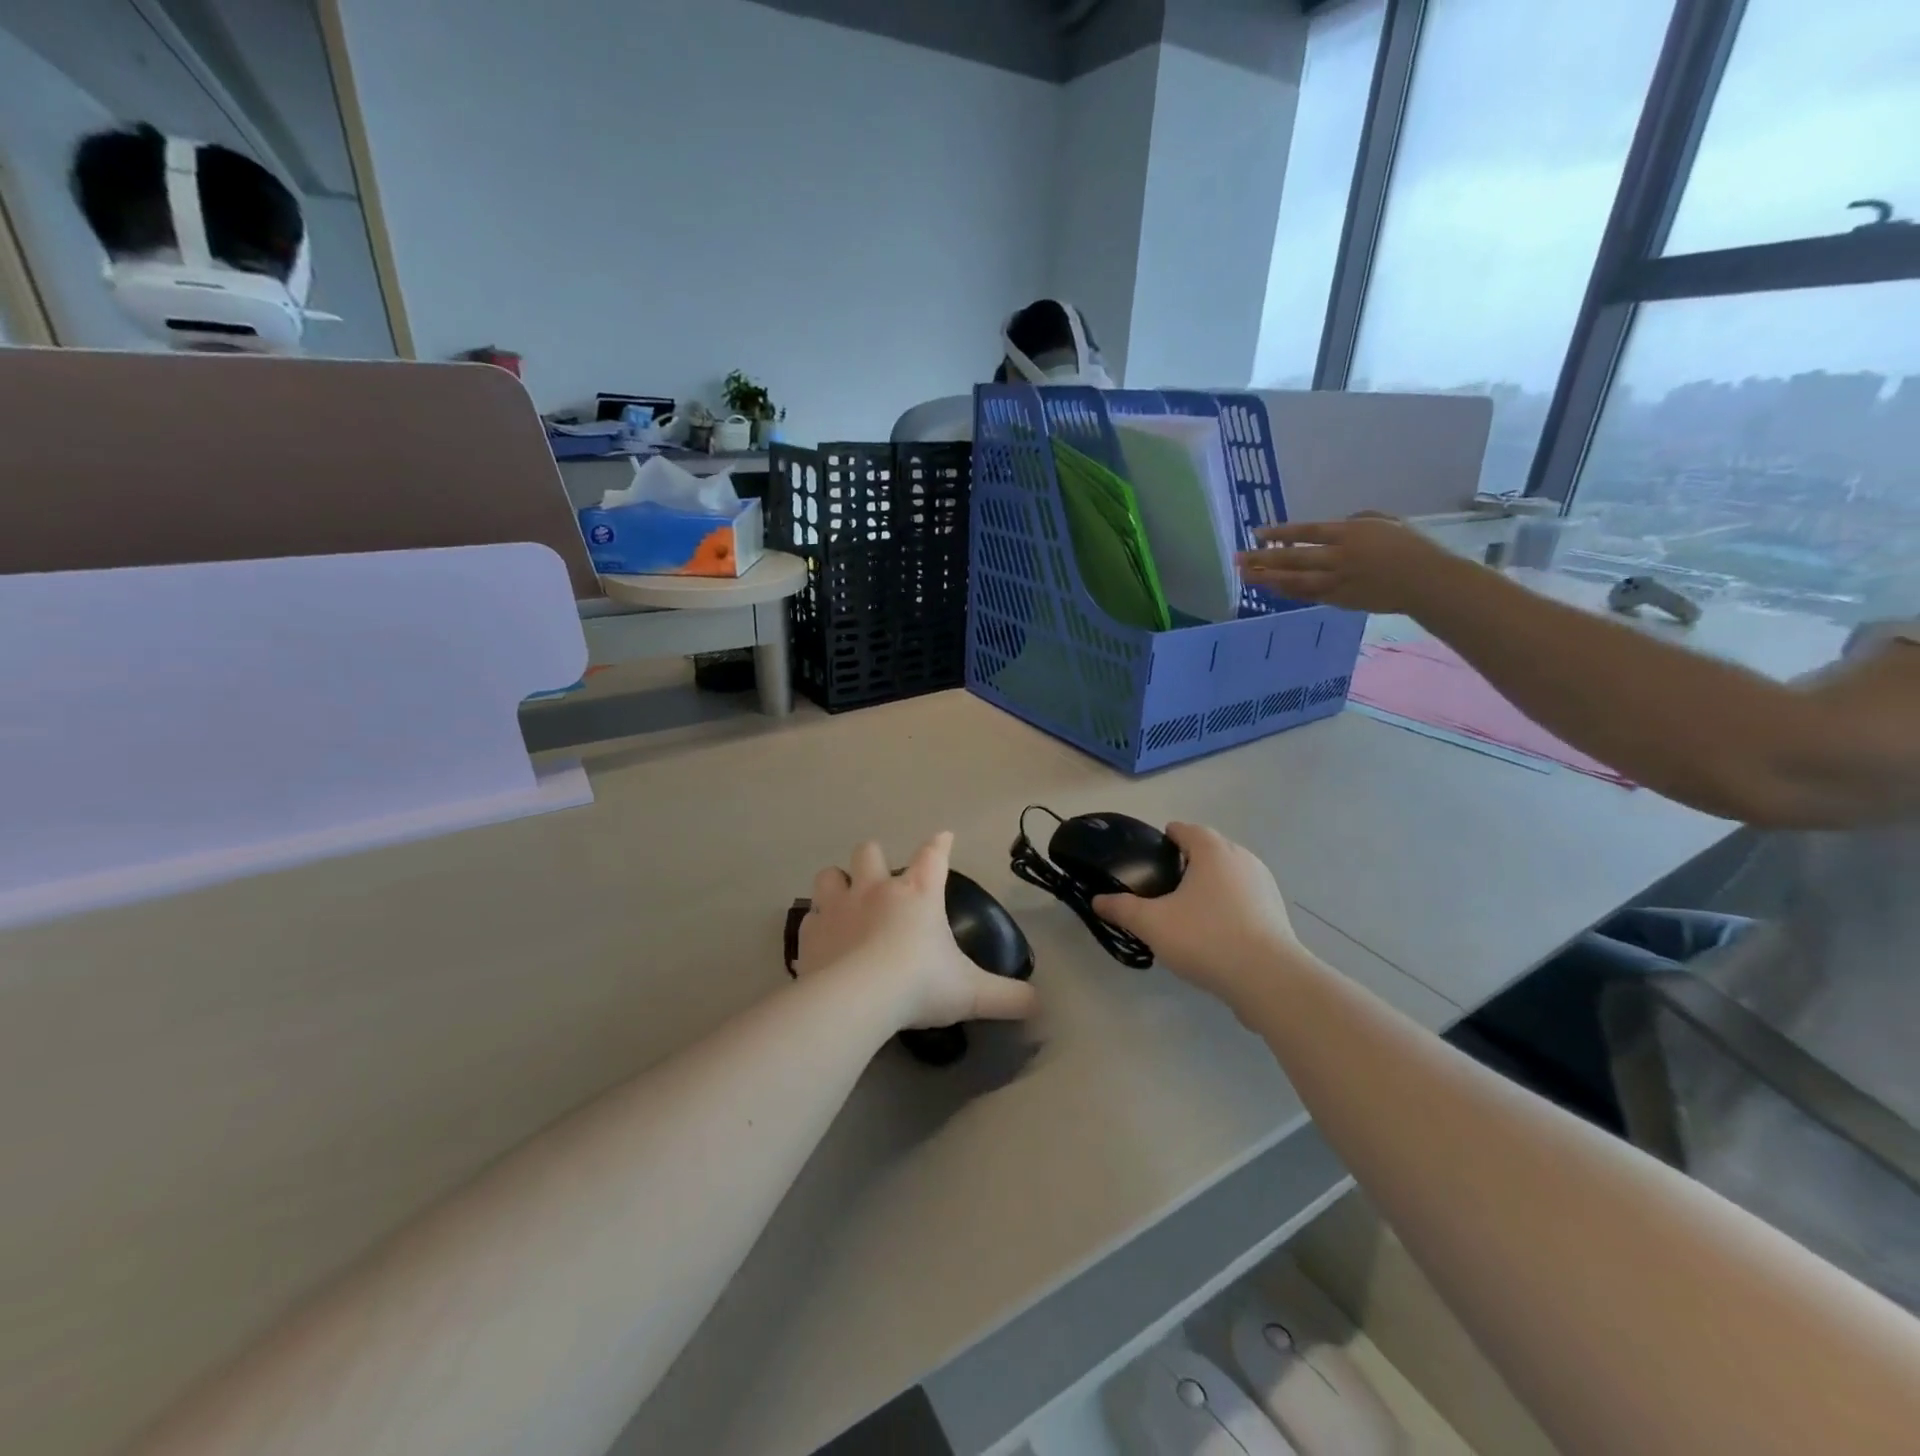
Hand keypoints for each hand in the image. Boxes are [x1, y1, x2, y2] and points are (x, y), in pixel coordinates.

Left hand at [799, 833, 1038, 1031]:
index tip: (944, 837)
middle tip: (881, 879)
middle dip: (874, 857)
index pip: (933, 855)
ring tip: (845, 900)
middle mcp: (875, 890)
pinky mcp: (810, 934)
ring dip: (837, 883)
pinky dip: (817, 924)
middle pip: (868, 851)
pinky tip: (823, 940)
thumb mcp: (972, 993)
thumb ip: (1008, 997)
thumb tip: (1040, 1004)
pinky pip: (809, 917)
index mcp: (918, 894)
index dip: (940, 844)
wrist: (857, 999)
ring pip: (830, 875)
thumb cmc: (920, 984)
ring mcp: (838, 908)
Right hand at [1092, 824, 1304, 1011]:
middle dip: (1188, 861)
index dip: (1167, 838)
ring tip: (1188, 910)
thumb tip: (1098, 901)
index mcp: (1213, 850)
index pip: (1186, 830)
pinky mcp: (1276, 912)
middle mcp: (1242, 858)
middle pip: (1210, 849)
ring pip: (1229, 874)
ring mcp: (1264, 885)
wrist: (1268, 978)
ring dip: (1210, 884)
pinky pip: (1245, 898)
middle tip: (1164, 886)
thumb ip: (1122, 908)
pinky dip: (1228, 905)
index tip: (1151, 857)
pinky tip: (1214, 931)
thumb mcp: (1152, 923)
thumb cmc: (1206, 938)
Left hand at [1237, 513, 1459, 613]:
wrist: (1427, 582)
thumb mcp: (1384, 523)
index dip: (1280, 532)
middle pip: (1293, 557)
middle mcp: (1339, 557)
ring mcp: (1337, 581)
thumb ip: (1356, 521)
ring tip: (1246, 576)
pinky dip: (1287, 592)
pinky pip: (1307, 595)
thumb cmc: (1410, 546)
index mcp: (1351, 533)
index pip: (1307, 531)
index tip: (1256, 533)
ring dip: (1268, 578)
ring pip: (1294, 580)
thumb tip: (1333, 526)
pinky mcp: (1339, 600)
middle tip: (1237, 558)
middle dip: (1262, 558)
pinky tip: (1271, 589)